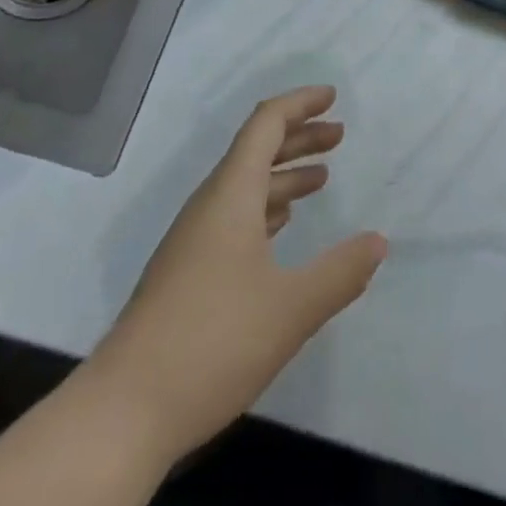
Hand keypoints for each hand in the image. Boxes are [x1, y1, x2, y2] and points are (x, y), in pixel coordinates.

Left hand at [87, 86, 386, 463]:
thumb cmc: (213, 342)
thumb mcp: (290, 308)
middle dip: (299, 137)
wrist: (126, 408)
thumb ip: (339, 272)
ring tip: (321, 178)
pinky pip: (234, 216)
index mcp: (231, 194)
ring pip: (245, 186)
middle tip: (339, 136)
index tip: (332, 98)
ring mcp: (194, 238)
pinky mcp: (188, 271)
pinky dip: (266, 207)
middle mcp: (210, 204)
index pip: (265, 124)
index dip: (299, 104)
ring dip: (284, 175)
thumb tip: (379, 241)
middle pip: (256, 150)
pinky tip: (282, 226)